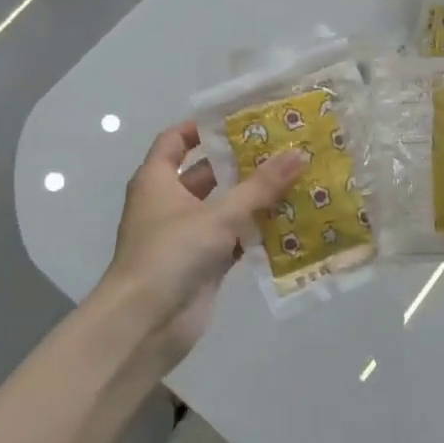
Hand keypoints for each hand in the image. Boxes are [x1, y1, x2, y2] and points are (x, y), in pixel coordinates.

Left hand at [99, 122, 307, 368]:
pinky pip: (233, 239)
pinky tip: (290, 224)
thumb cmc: (171, 254)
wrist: (146, 324)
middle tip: (284, 148)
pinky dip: (256, 233)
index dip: (203, 127)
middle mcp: (169, 203)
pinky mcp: (203, 264)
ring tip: (296, 180)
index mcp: (157, 180)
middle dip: (242, 163)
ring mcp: (186, 235)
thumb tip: (298, 153)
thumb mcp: (218, 215)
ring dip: (254, 199)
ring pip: (224, 208)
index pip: (176, 140)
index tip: (241, 118)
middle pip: (207, 174)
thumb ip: (260, 186)